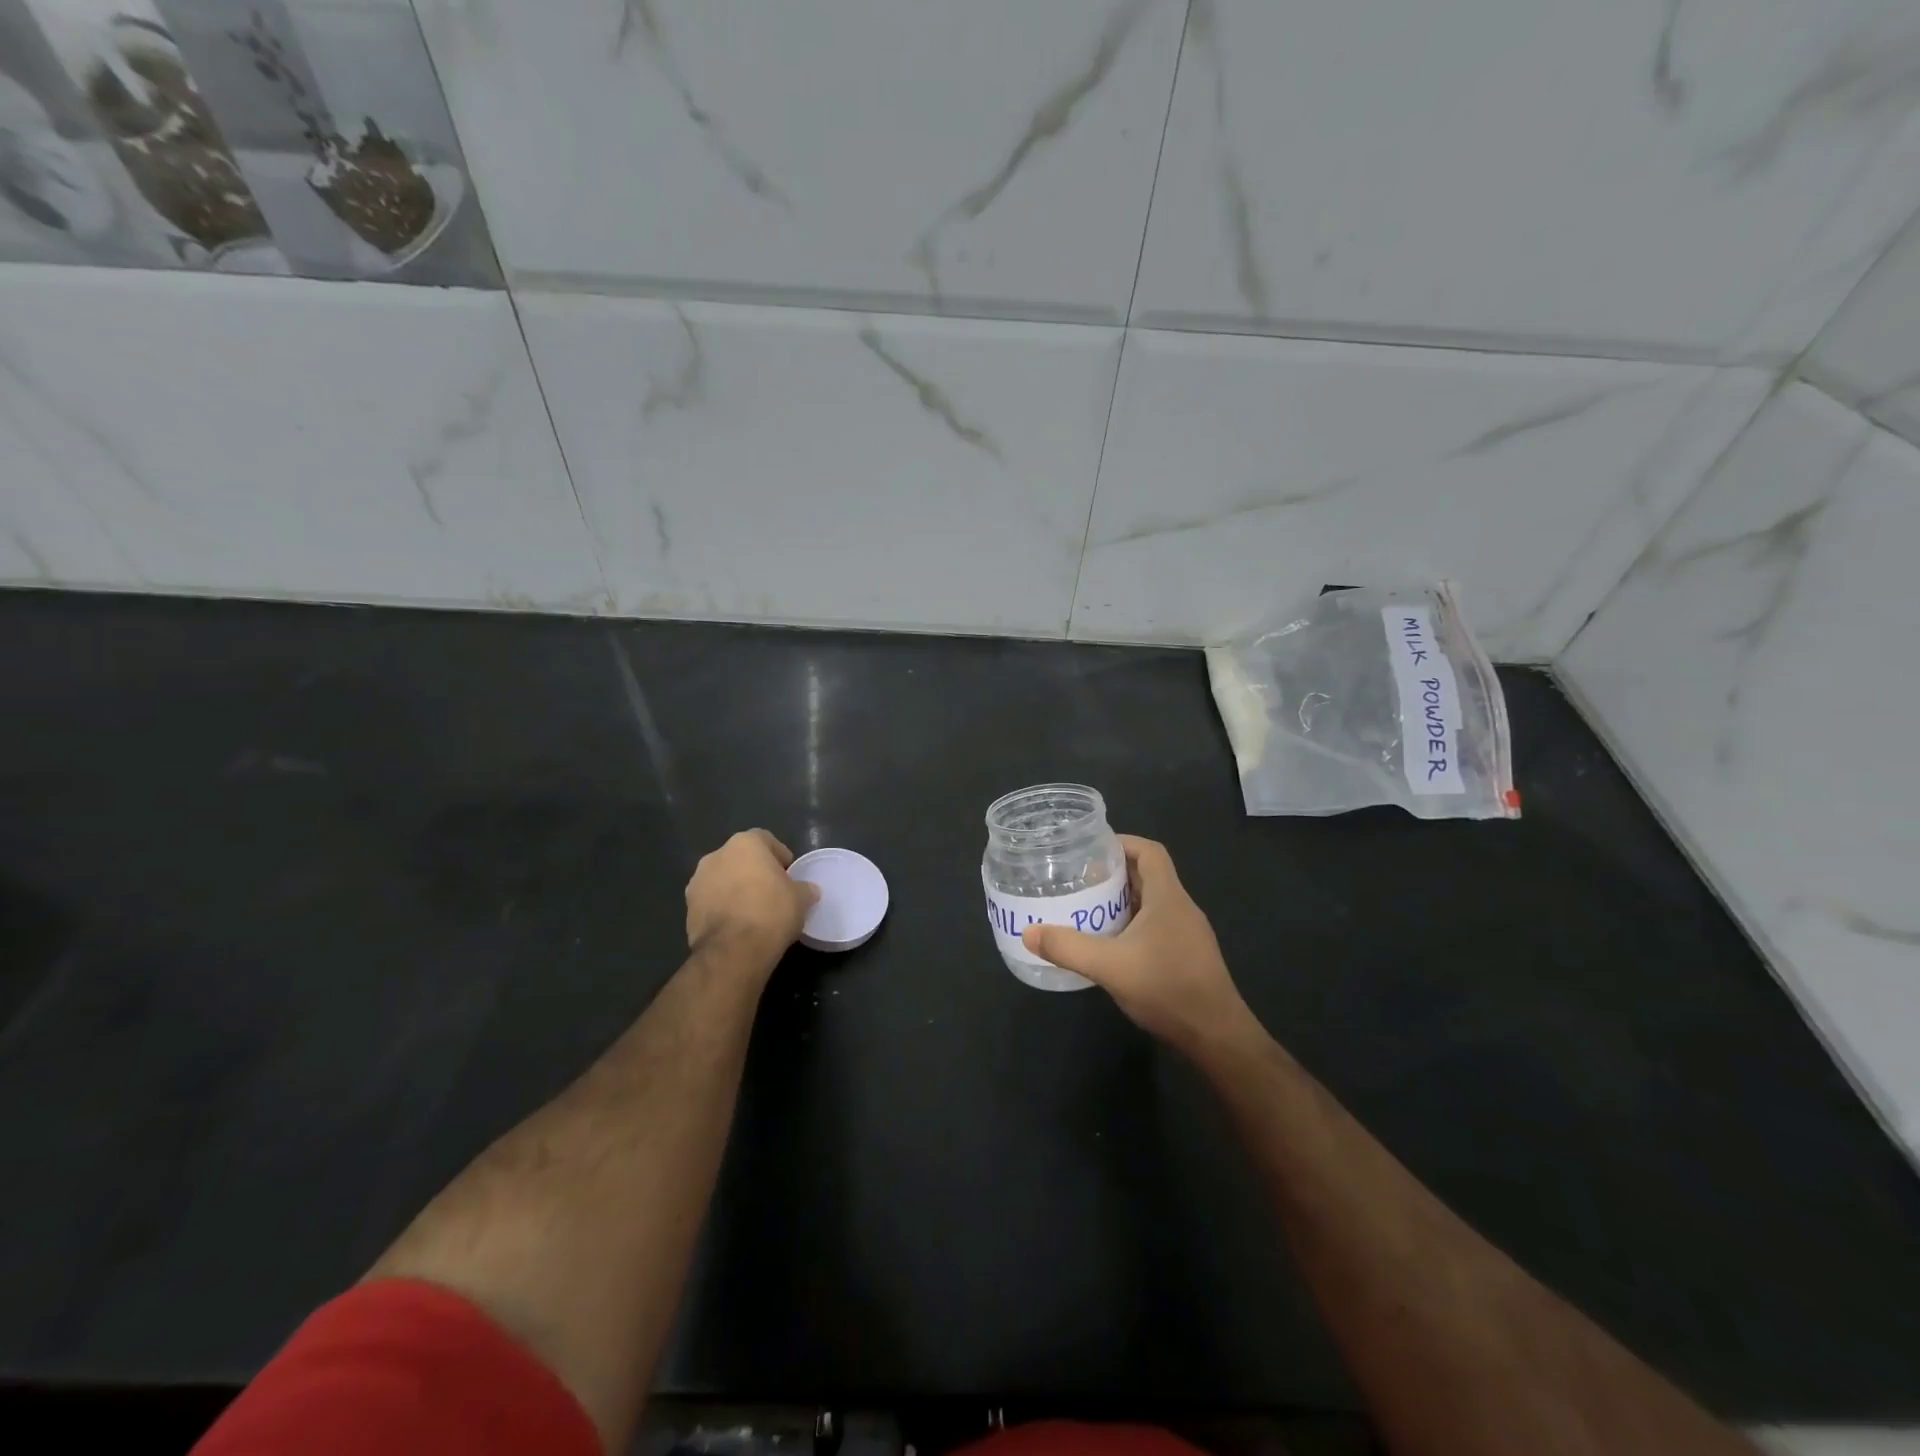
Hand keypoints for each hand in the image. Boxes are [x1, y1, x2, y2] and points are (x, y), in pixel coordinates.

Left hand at [685, 829, 818, 970]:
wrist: (733, 951)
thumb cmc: (771, 912)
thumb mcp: (801, 899)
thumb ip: (805, 889)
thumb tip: (809, 890)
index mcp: (745, 844)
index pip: (765, 840)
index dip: (779, 856)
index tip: (789, 874)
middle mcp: (716, 856)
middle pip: (741, 859)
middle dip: (755, 872)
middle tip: (772, 892)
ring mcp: (697, 883)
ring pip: (723, 880)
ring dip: (736, 890)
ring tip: (753, 912)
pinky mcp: (688, 909)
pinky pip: (711, 902)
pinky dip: (723, 909)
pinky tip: (737, 926)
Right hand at [1022, 835, 1254, 1055]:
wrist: (1216, 1036)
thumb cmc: (1167, 988)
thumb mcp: (1110, 966)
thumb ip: (1068, 947)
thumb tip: (1028, 932)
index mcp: (1168, 897)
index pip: (1150, 852)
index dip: (1122, 843)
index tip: (1091, 849)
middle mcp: (1181, 908)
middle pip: (1148, 875)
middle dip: (1113, 873)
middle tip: (1078, 879)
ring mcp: (1187, 933)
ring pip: (1151, 903)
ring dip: (1121, 901)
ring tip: (1086, 908)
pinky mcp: (1187, 956)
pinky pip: (1156, 926)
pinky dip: (1131, 925)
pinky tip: (1109, 944)